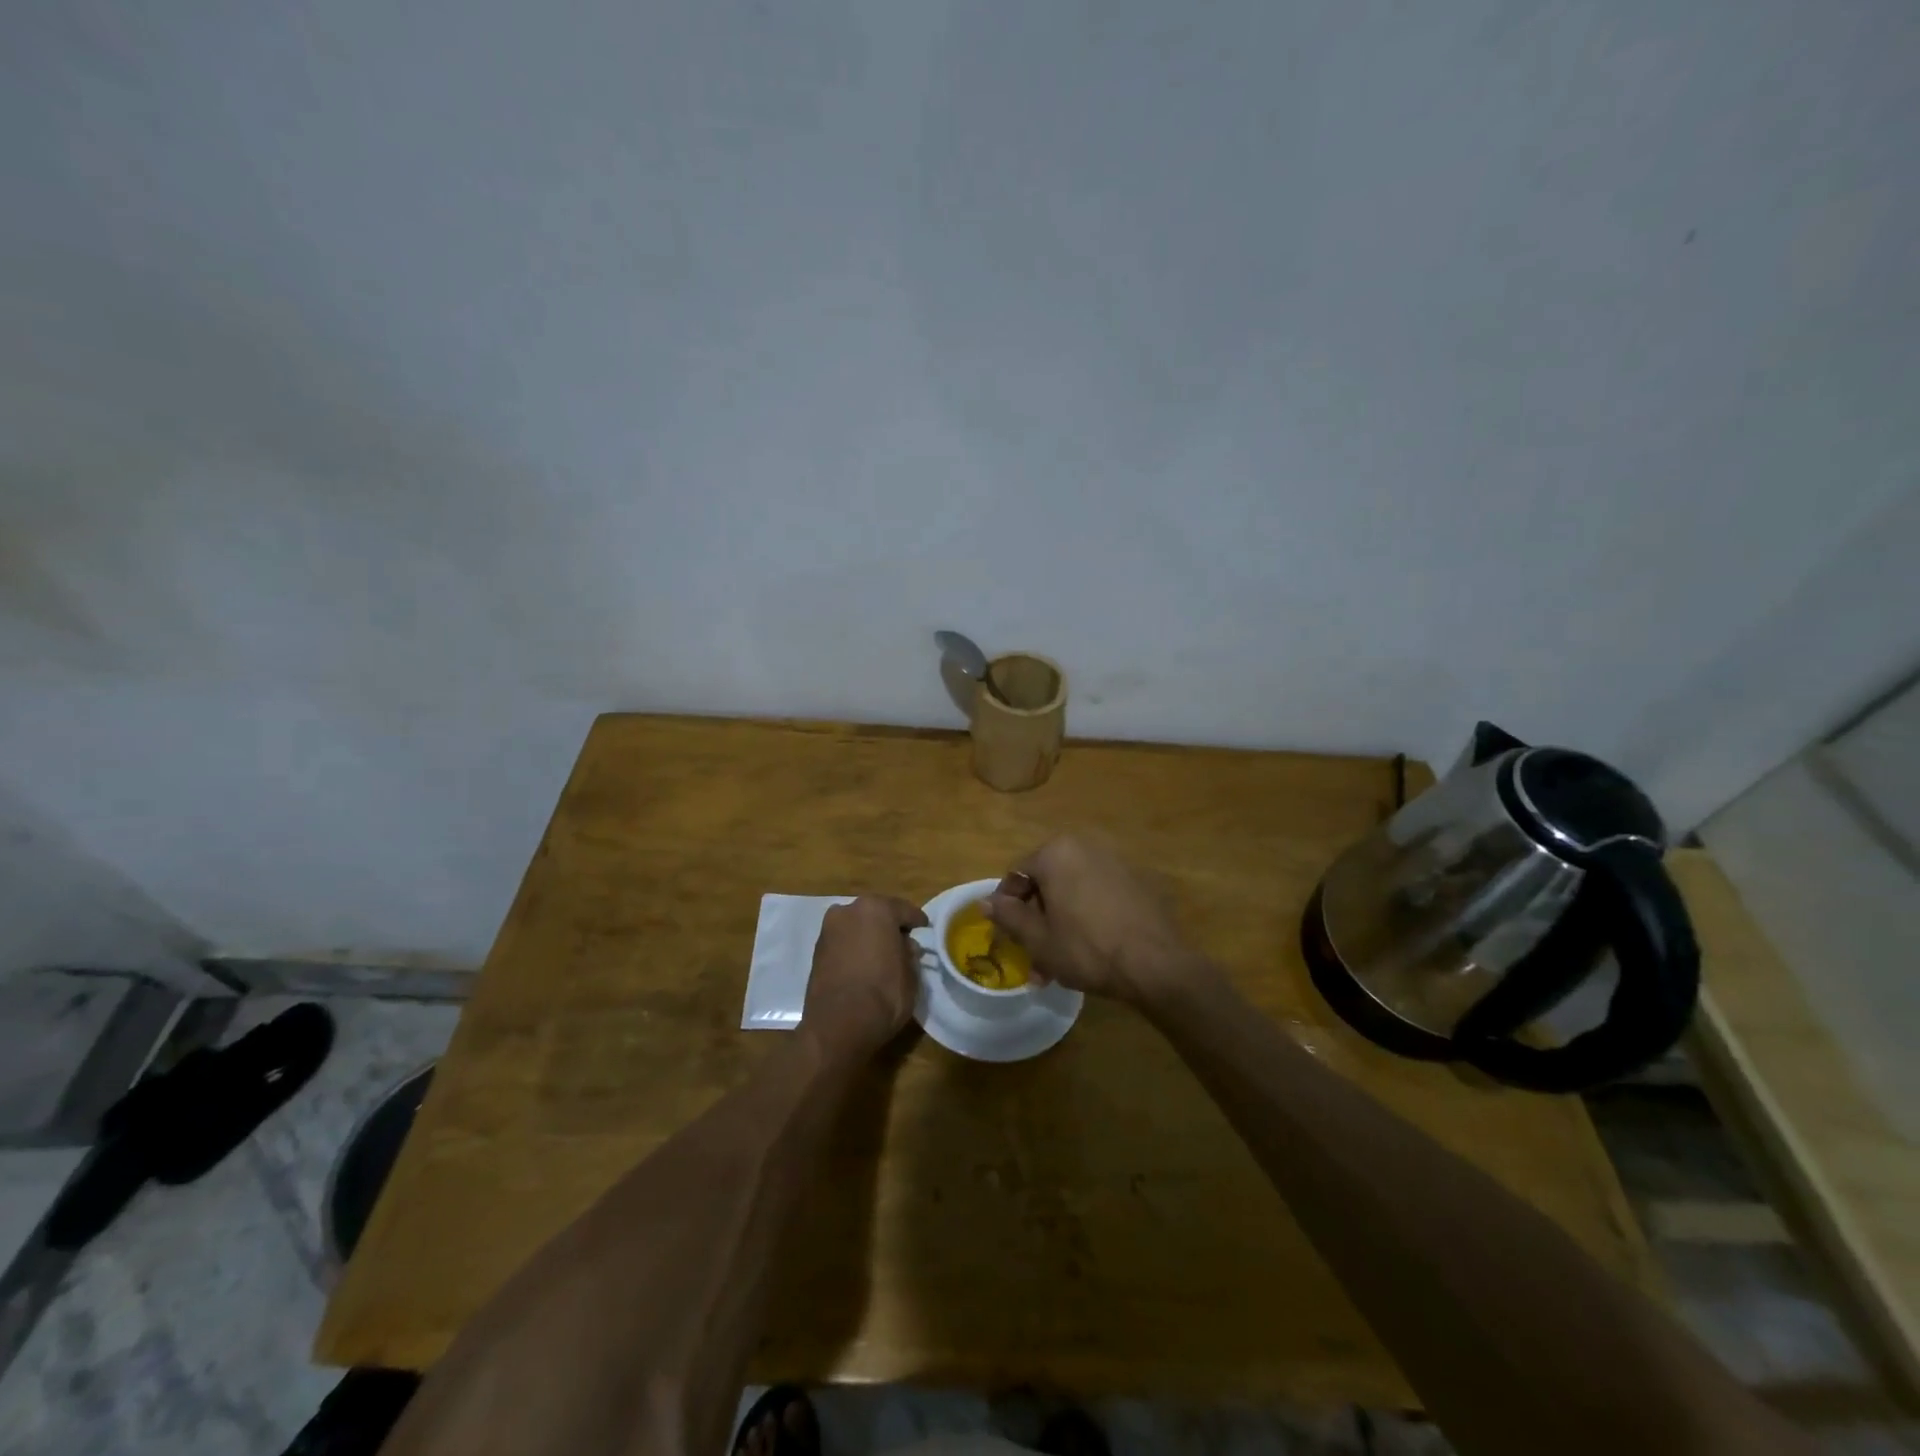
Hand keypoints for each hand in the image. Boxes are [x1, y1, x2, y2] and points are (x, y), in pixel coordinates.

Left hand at [802, 896, 928, 1056]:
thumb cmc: (883, 995)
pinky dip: (853, 948)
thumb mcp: (911, 975)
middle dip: (889, 925)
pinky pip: (843, 942)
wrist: (837, 1026)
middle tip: (902, 941)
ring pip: (856, 926)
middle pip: (876, 913)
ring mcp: (829, 930)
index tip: (924, 928)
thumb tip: (906, 947)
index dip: (916, 920)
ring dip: (868, 935)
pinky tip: (862, 963)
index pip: (903, 910)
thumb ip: (909, 954)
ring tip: (881, 954)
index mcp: (876, 909)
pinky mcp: (816, 951)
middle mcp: (849, 911)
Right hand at [984, 835, 1210, 1008]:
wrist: (1156, 964)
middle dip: (1037, 919)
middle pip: (1047, 882)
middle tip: (1034, 955)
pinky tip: (1092, 948)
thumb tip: (985, 902)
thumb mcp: (1039, 939)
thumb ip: (1009, 916)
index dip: (1008, 907)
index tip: (1009, 936)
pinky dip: (1088, 916)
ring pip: (1073, 891)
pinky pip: (1099, 894)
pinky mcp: (1138, 880)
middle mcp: (1085, 846)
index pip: (1017, 875)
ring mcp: (1115, 861)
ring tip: (1060, 963)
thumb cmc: (1087, 949)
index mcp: (1056, 852)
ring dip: (1061, 922)